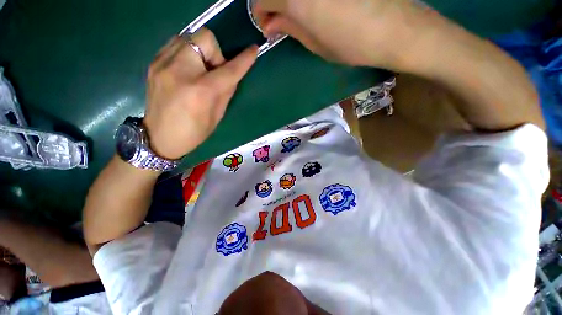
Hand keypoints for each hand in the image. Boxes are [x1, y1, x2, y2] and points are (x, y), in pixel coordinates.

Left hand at [144, 29, 257, 159]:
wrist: (159, 137)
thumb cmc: (194, 132)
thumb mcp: (217, 115)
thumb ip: (226, 91)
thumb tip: (231, 74)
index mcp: (201, 91)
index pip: (228, 69)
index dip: (244, 59)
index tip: (253, 50)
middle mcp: (180, 71)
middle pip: (205, 39)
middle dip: (216, 53)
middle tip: (214, 71)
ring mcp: (163, 64)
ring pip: (189, 36)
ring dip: (201, 51)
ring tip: (199, 70)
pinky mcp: (153, 62)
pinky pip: (175, 43)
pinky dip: (187, 52)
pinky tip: (187, 69)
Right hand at [254, 0, 433, 68]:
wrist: (394, 28)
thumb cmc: (351, 44)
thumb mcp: (315, 44)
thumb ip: (290, 29)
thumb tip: (272, 25)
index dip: (261, 14)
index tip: (269, 27)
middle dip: (274, 4)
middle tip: (282, 20)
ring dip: (291, 1)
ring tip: (299, 13)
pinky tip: (315, 5)